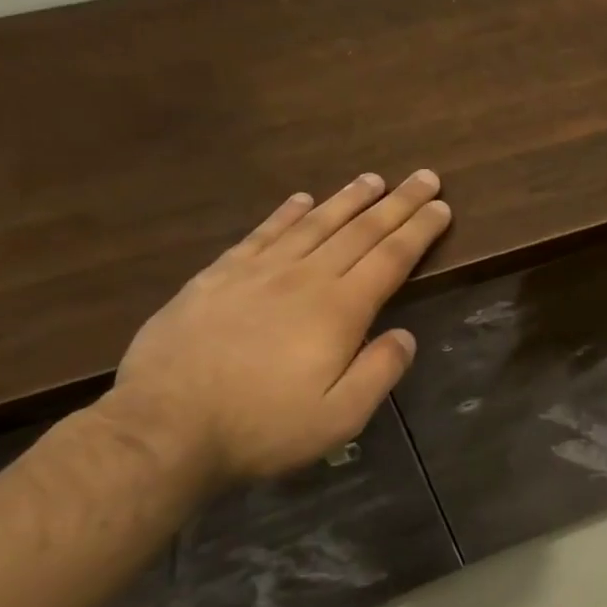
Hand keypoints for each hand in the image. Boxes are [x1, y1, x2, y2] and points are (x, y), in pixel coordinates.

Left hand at [105, 171, 450, 480]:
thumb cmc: (262, 428)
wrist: (164, 428)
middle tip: (424, 178)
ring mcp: (257, 273)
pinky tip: (301, 200)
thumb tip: (406, 335)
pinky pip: (262, 233)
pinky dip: (287, 213)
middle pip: (360, 230)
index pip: (391, 258)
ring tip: (373, 180)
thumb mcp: (340, 417)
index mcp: (339, 310)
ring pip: (313, 224)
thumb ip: (380, 372)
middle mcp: (304, 278)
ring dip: (348, 199)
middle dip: (397, 203)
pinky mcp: (217, 277)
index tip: (441, 207)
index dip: (419, 230)